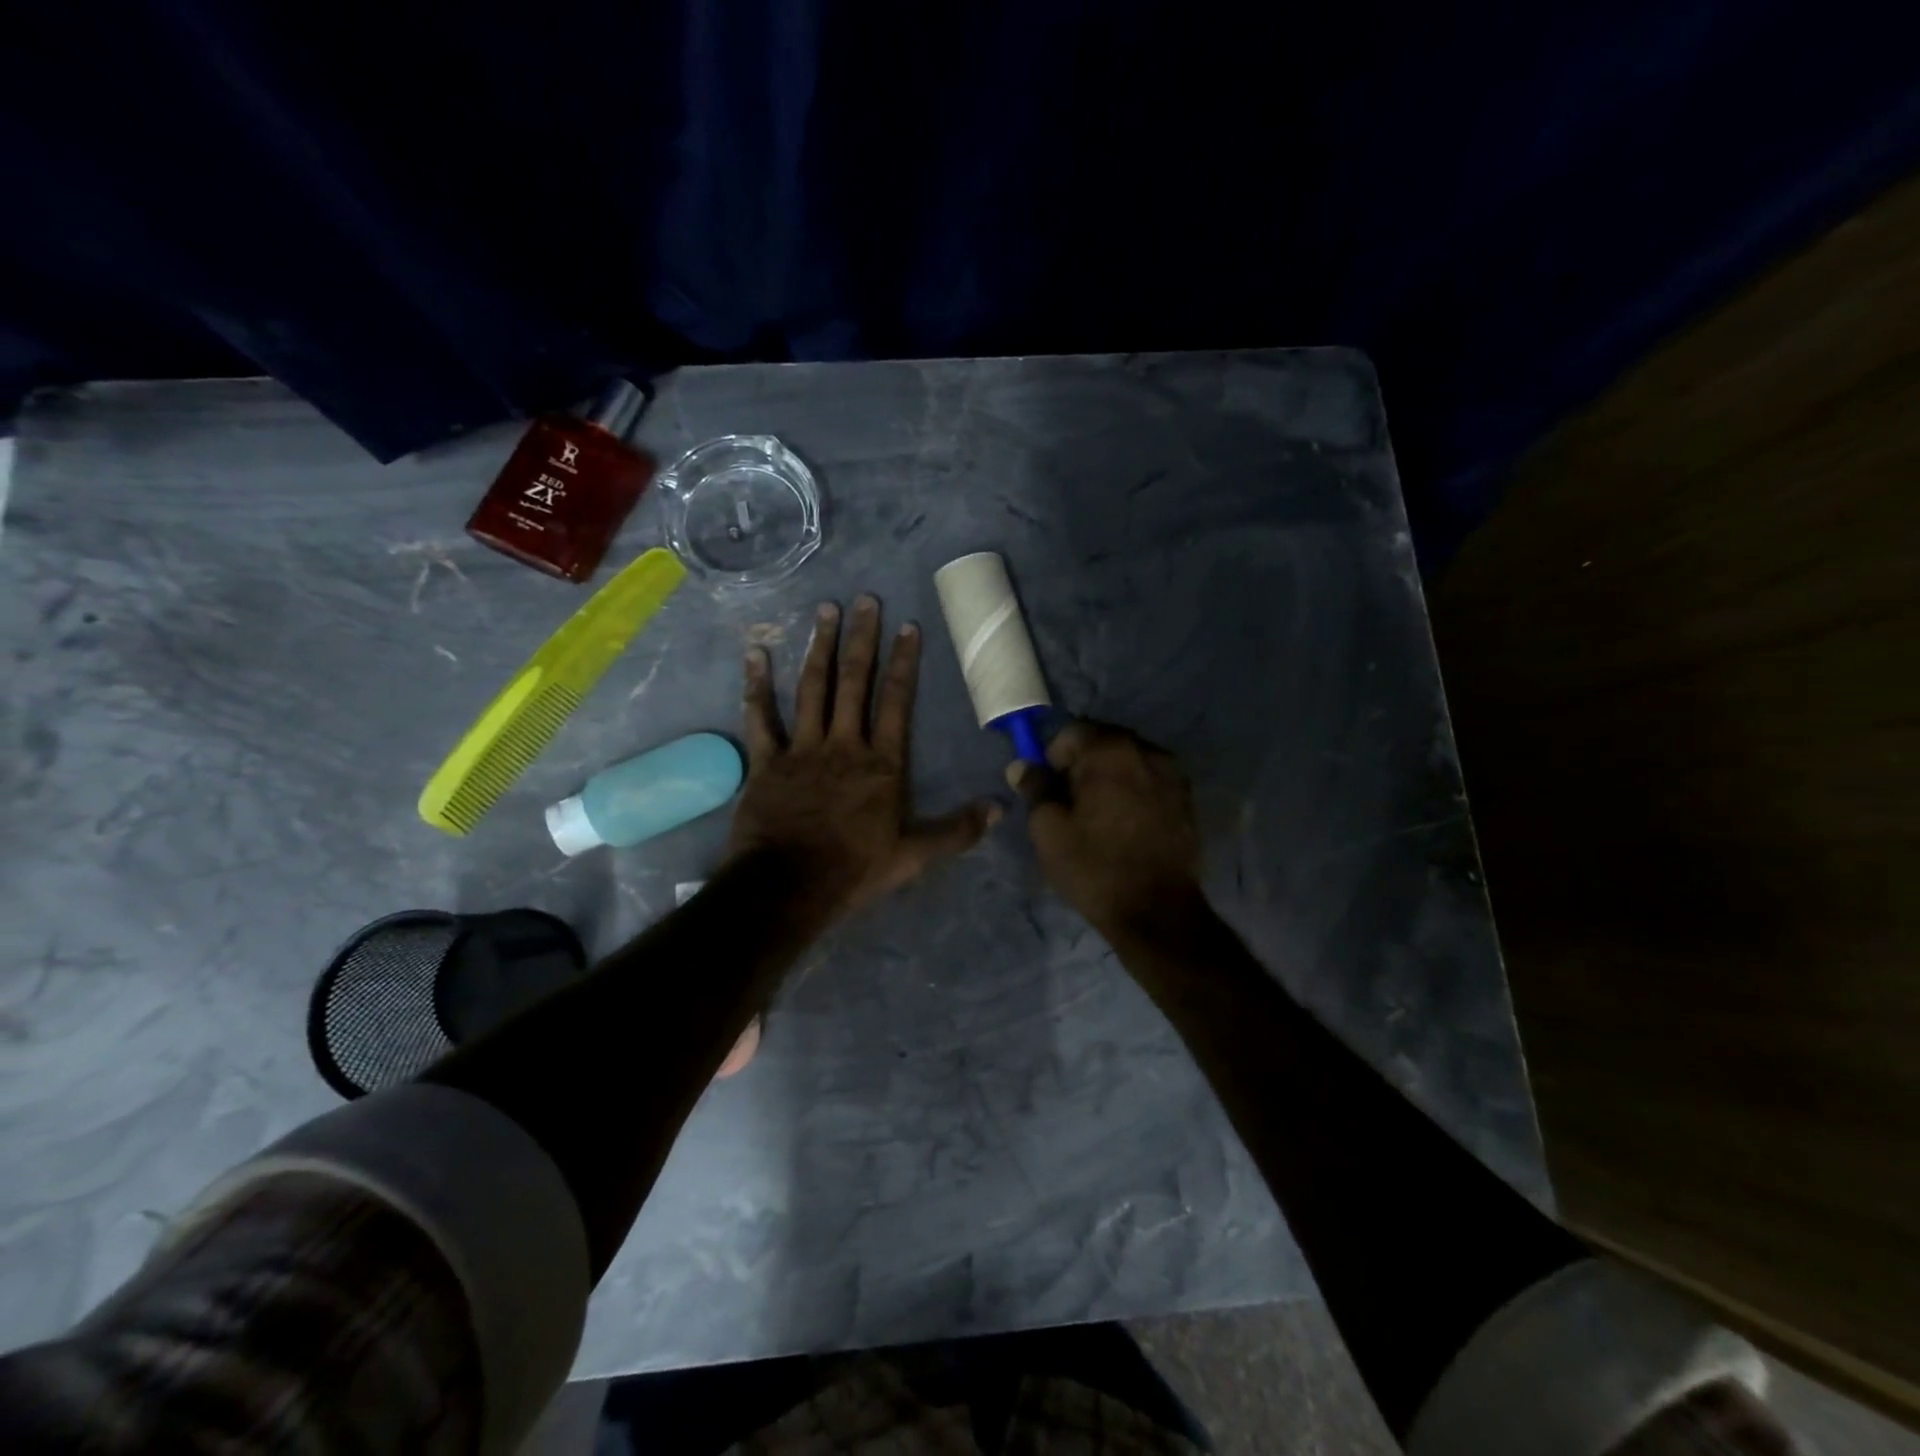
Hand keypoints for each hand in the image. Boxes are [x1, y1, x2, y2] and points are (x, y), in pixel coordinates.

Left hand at [730, 595, 1001, 916]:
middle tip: (865, 599)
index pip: (896, 701)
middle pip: (854, 682)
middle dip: (862, 638)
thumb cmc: (854, 869)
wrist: (788, 887)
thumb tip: (1000, 809)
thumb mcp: (914, 856)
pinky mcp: (766, 761)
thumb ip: (957, 830)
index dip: (903, 662)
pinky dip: (756, 685)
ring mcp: (802, 749)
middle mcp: (843, 744)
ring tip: (825, 610)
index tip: (908, 626)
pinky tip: (755, 652)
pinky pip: (760, 717)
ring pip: (812, 688)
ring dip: (819, 647)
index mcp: (881, 763)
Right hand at [1009, 722, 1201, 938]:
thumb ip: (1035, 788)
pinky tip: (1124, 823)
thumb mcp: (1049, 829)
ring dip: (1109, 776)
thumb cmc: (1094, 867)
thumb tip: (1023, 765)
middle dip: (1083, 763)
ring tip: (1097, 814)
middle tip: (1069, 801)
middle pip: (1104, 741)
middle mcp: (1147, 751)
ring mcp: (1173, 775)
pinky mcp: (1187, 799)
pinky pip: (1150, 780)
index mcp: (1110, 751)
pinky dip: (1133, 790)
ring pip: (1129, 760)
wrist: (1157, 911)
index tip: (1047, 787)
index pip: (1073, 731)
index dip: (1053, 755)